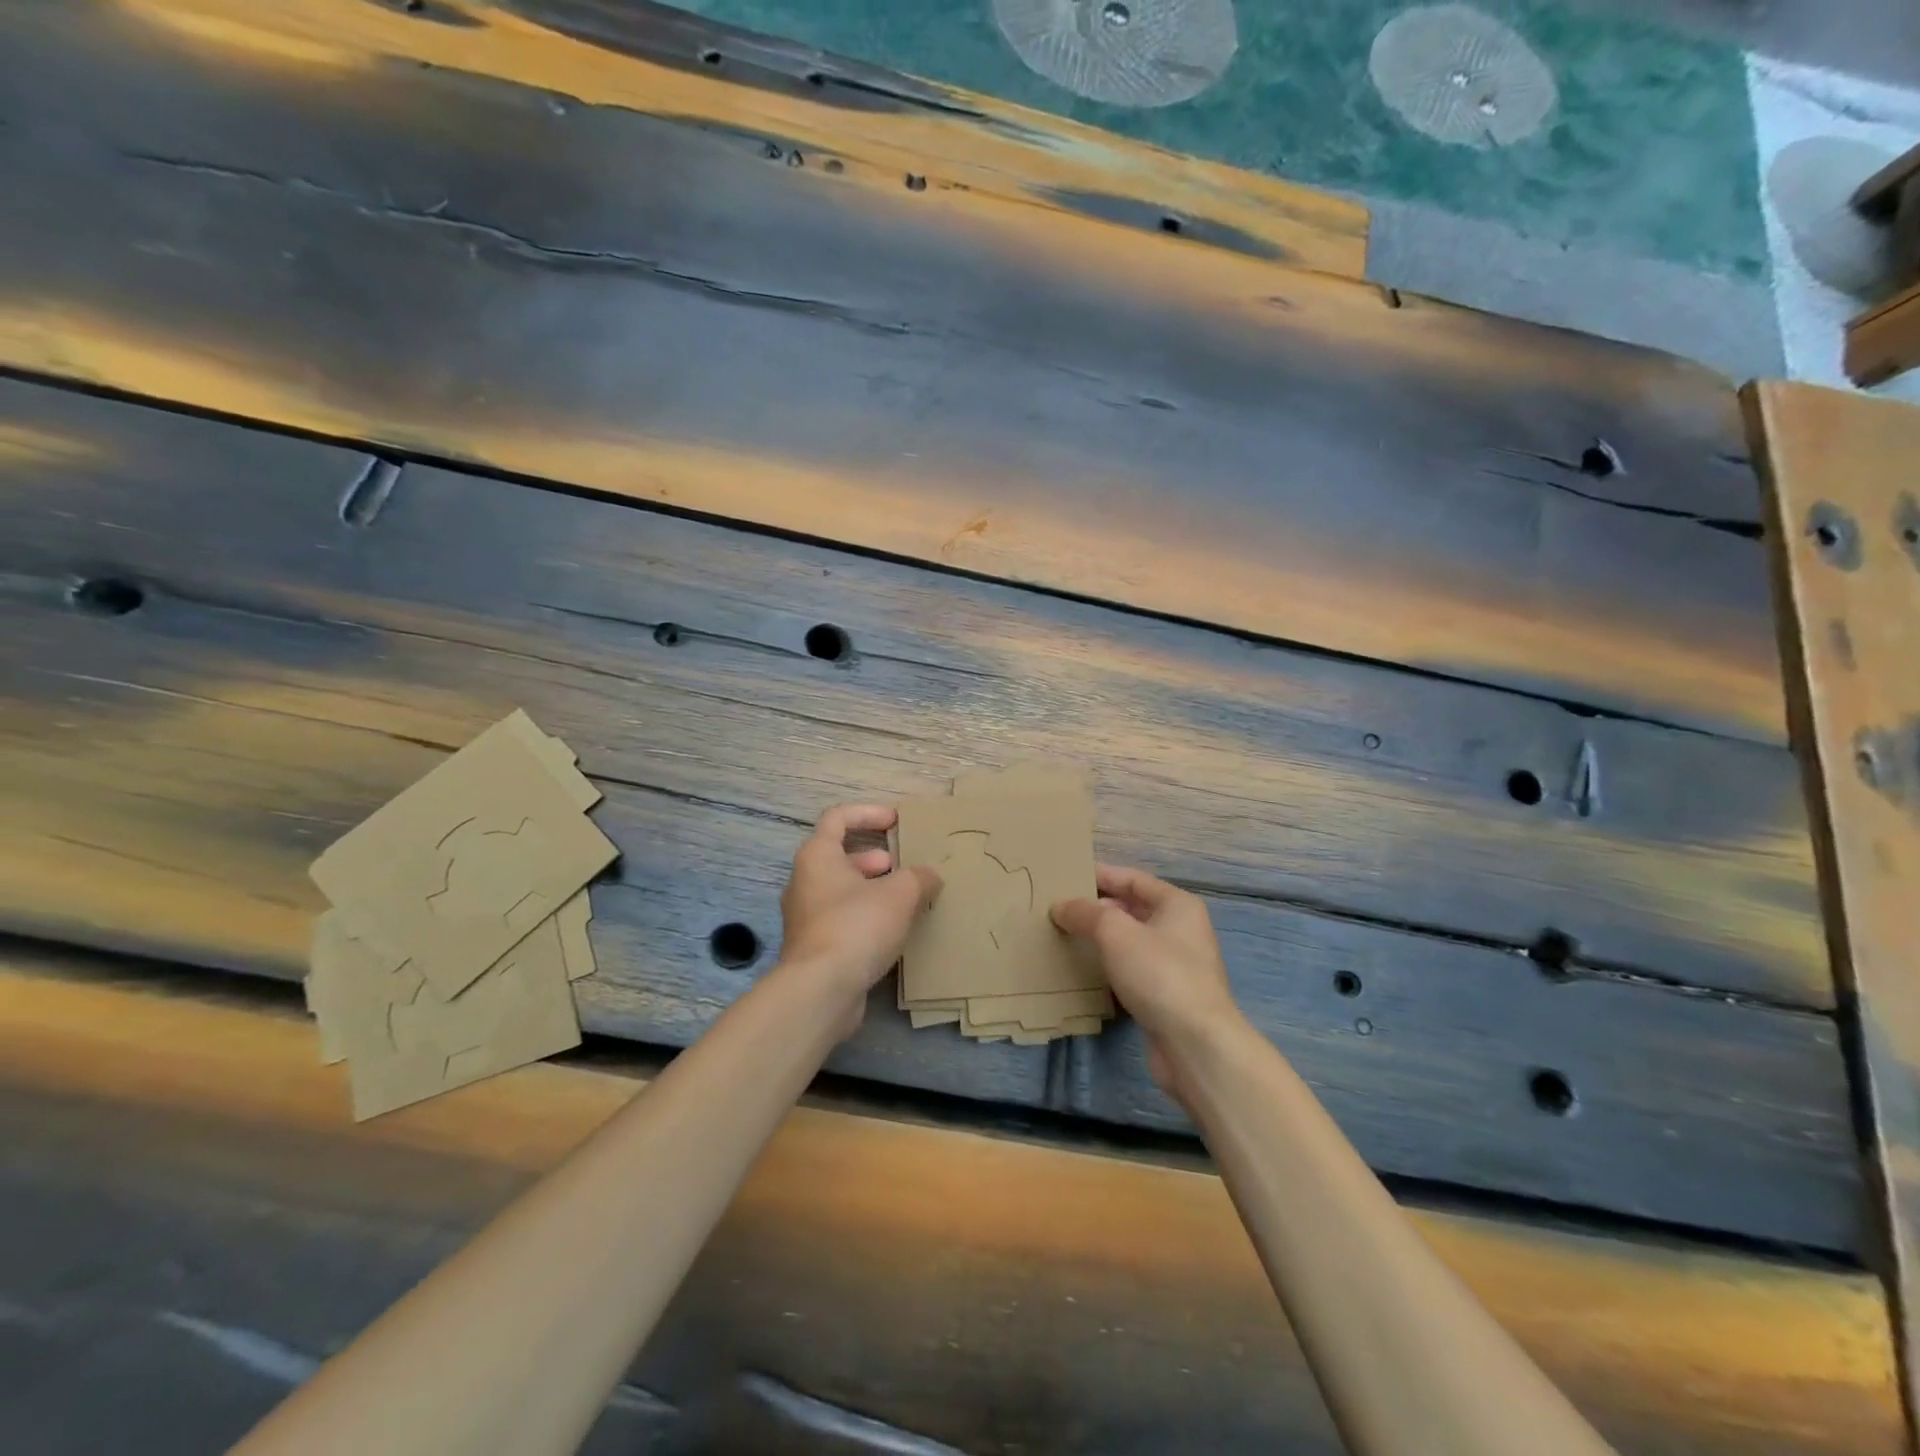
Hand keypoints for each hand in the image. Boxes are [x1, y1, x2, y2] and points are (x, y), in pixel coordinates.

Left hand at [779, 803, 941, 1033]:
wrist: (820, 990)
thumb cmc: (857, 926)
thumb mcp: (900, 894)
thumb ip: (919, 878)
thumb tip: (929, 877)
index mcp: (818, 856)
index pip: (838, 817)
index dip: (869, 813)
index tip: (896, 822)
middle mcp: (804, 882)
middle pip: (839, 856)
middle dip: (875, 858)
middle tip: (903, 869)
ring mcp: (804, 917)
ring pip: (841, 891)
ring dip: (872, 890)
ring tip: (905, 902)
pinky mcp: (812, 948)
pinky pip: (841, 920)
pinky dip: (865, 917)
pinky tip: (892, 933)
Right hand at [1052, 865, 1242, 1097]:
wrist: (1195, 1044)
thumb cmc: (1159, 974)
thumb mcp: (1115, 932)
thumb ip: (1085, 913)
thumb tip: (1061, 906)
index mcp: (1176, 905)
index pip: (1132, 879)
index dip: (1099, 875)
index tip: (1066, 876)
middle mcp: (1180, 930)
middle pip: (1132, 909)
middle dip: (1096, 908)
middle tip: (1058, 908)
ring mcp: (1175, 965)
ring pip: (1130, 941)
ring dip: (1100, 938)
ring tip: (1064, 936)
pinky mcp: (1166, 996)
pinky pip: (1132, 970)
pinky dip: (1109, 966)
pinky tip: (1083, 970)